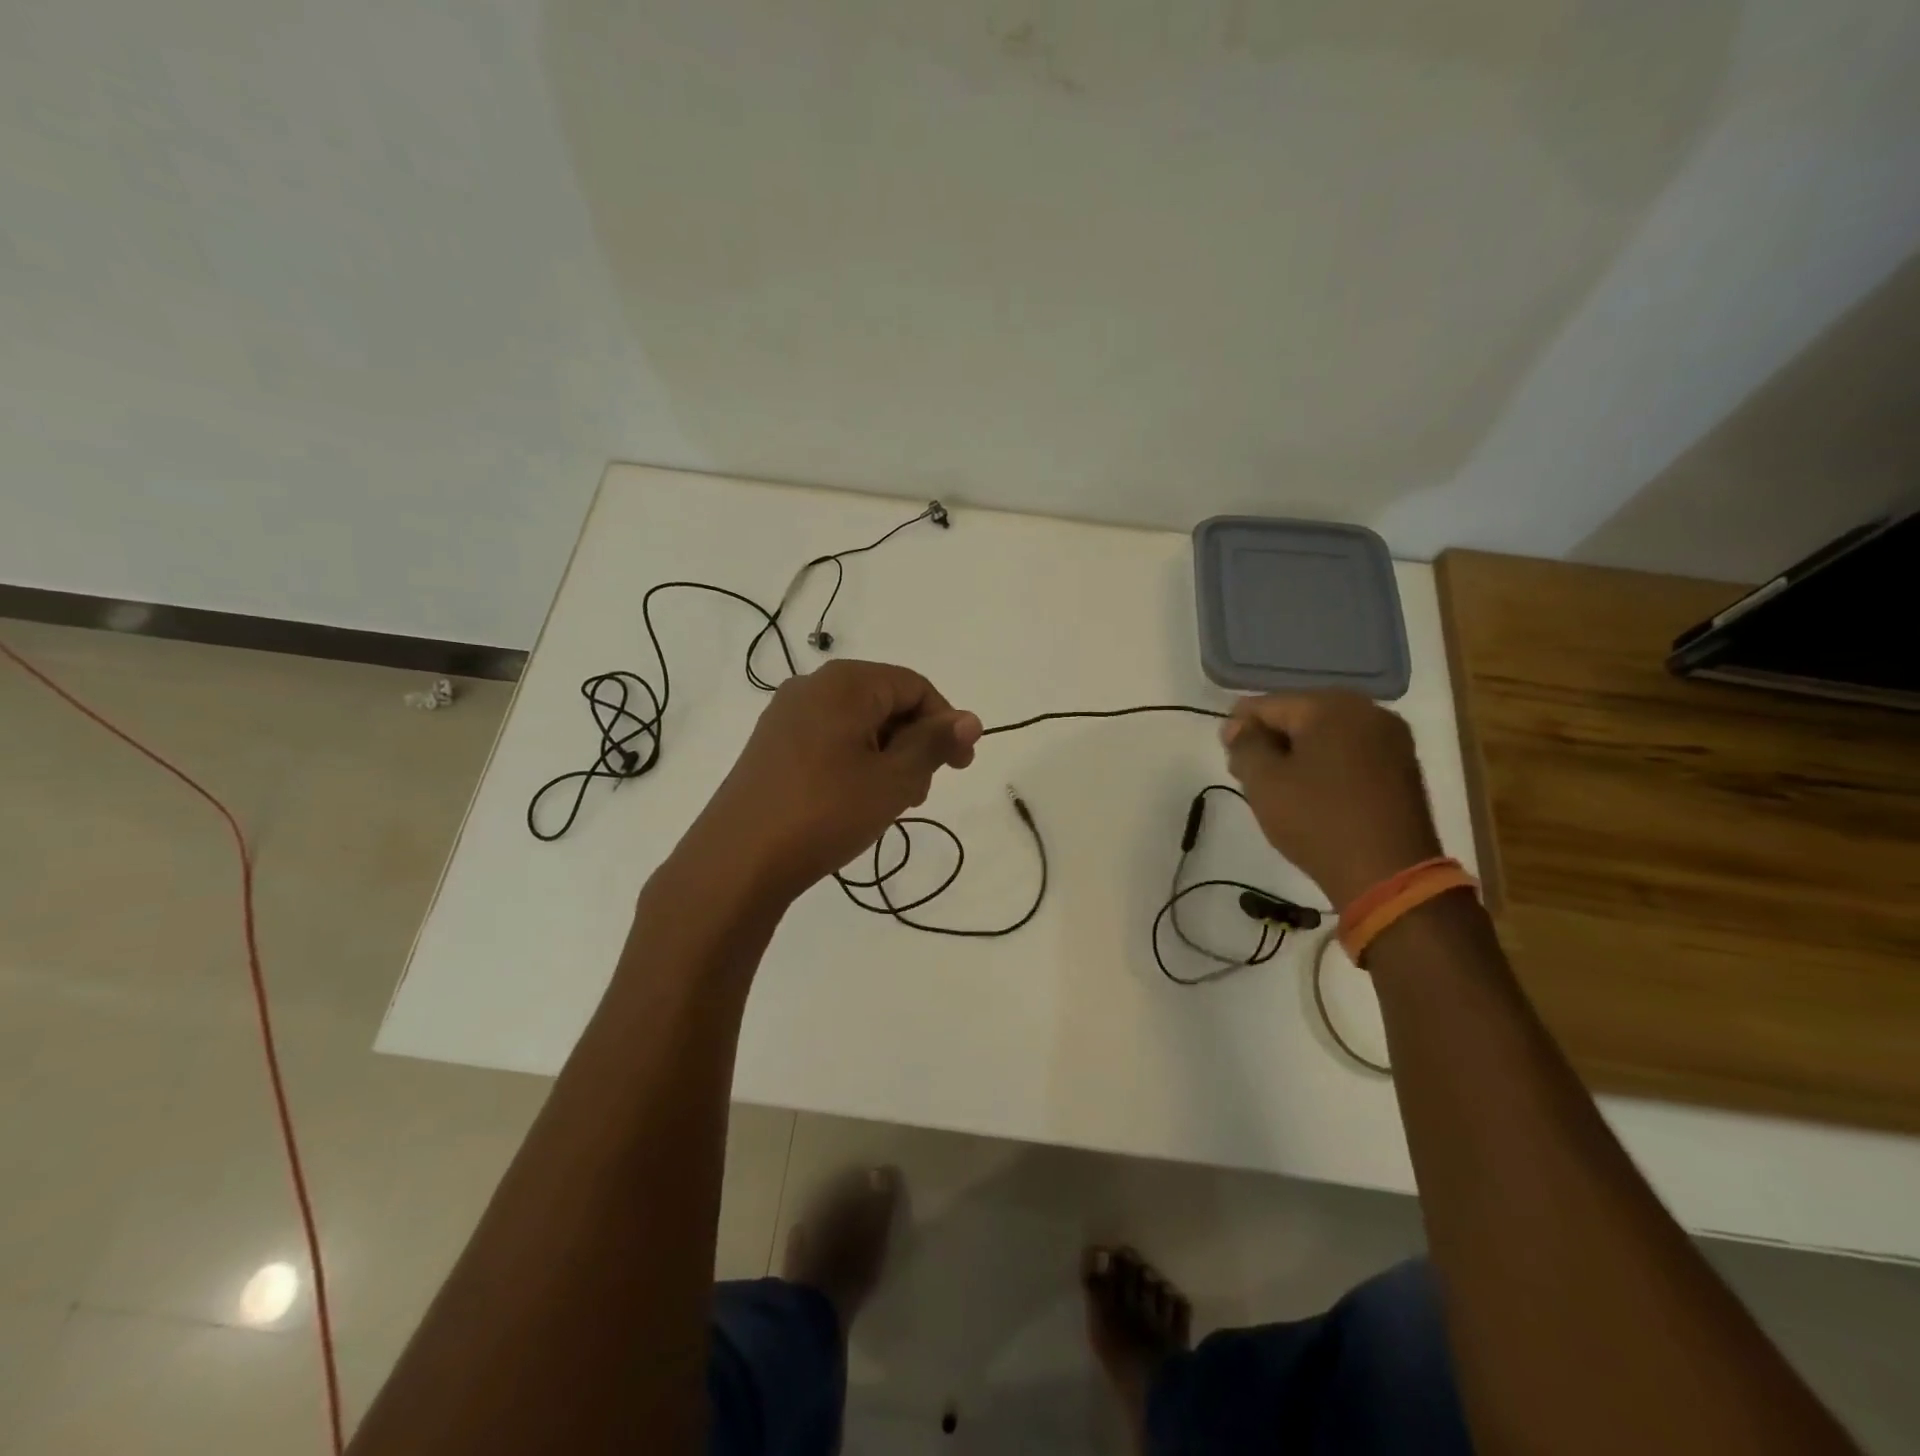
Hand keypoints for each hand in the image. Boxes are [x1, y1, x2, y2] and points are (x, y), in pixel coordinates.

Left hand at [685, 660, 981, 901]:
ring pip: (858, 724)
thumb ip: (934, 743)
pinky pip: (830, 740)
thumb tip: (970, 719)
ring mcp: (786, 716)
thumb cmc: (826, 811)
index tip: (960, 767)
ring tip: (891, 803)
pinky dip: (856, 763)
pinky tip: (856, 801)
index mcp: (845, 683)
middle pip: (885, 702)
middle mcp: (812, 687)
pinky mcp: (771, 746)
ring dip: (887, 757)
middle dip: (915, 743)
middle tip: (922, 792)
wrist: (737, 860)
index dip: (946, 723)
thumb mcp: (894, 779)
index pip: (915, 686)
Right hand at [1221, 690, 1442, 909]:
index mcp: (1331, 706)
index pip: (1267, 704)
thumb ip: (1245, 745)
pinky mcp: (1404, 766)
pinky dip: (1326, 765)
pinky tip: (1312, 793)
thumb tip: (1239, 726)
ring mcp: (1392, 738)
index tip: (1228, 757)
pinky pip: (1350, 752)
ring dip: (1298, 753)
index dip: (1238, 727)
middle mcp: (1368, 710)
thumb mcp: (1264, 782)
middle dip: (1270, 740)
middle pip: (1299, 715)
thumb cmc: (1318, 821)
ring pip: (1326, 734)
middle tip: (1249, 775)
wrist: (1389, 874)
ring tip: (1279, 787)